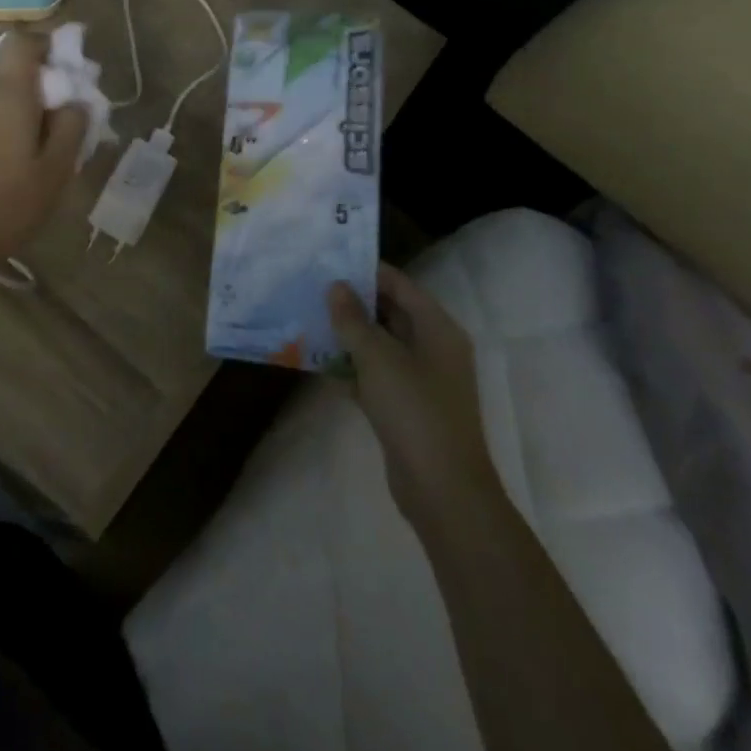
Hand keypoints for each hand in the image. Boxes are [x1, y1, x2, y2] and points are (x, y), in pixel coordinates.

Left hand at [0, 33, 87, 268]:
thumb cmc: (8, 205)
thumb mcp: (56, 170)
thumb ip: (71, 127)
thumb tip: (76, 101)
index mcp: (7, 96)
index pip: (21, 43)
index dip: (45, 46)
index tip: (67, 72)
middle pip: (13, 77)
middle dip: (41, 94)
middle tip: (62, 130)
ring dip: (20, 118)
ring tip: (36, 159)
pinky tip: (7, 172)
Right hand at [328, 266, 501, 528]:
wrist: (443, 490)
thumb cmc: (414, 411)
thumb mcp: (378, 358)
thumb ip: (353, 319)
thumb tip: (336, 286)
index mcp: (437, 328)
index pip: (400, 285)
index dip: (366, 271)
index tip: (328, 260)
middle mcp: (433, 348)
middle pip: (390, 312)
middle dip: (353, 301)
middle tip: (311, 287)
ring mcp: (421, 379)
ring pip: (380, 344)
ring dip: (348, 334)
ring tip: (308, 317)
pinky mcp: (407, 406)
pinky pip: (376, 374)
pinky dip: (352, 366)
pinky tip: (319, 361)